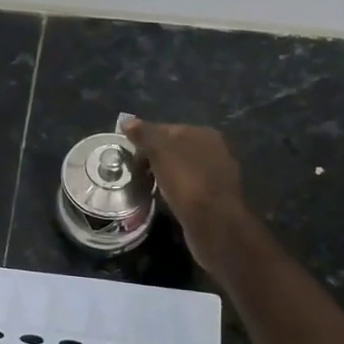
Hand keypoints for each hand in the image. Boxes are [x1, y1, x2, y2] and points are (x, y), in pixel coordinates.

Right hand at [121, 118, 254, 270]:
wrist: (213, 223)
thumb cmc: (186, 181)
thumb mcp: (159, 152)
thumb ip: (144, 134)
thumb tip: (126, 121)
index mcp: (203, 134)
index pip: (166, 129)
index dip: (145, 139)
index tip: (128, 154)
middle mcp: (215, 151)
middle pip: (175, 149)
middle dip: (154, 158)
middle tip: (135, 171)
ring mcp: (217, 175)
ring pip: (181, 169)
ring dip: (164, 176)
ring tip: (145, 186)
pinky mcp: (214, 198)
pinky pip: (188, 188)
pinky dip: (174, 191)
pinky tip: (163, 200)